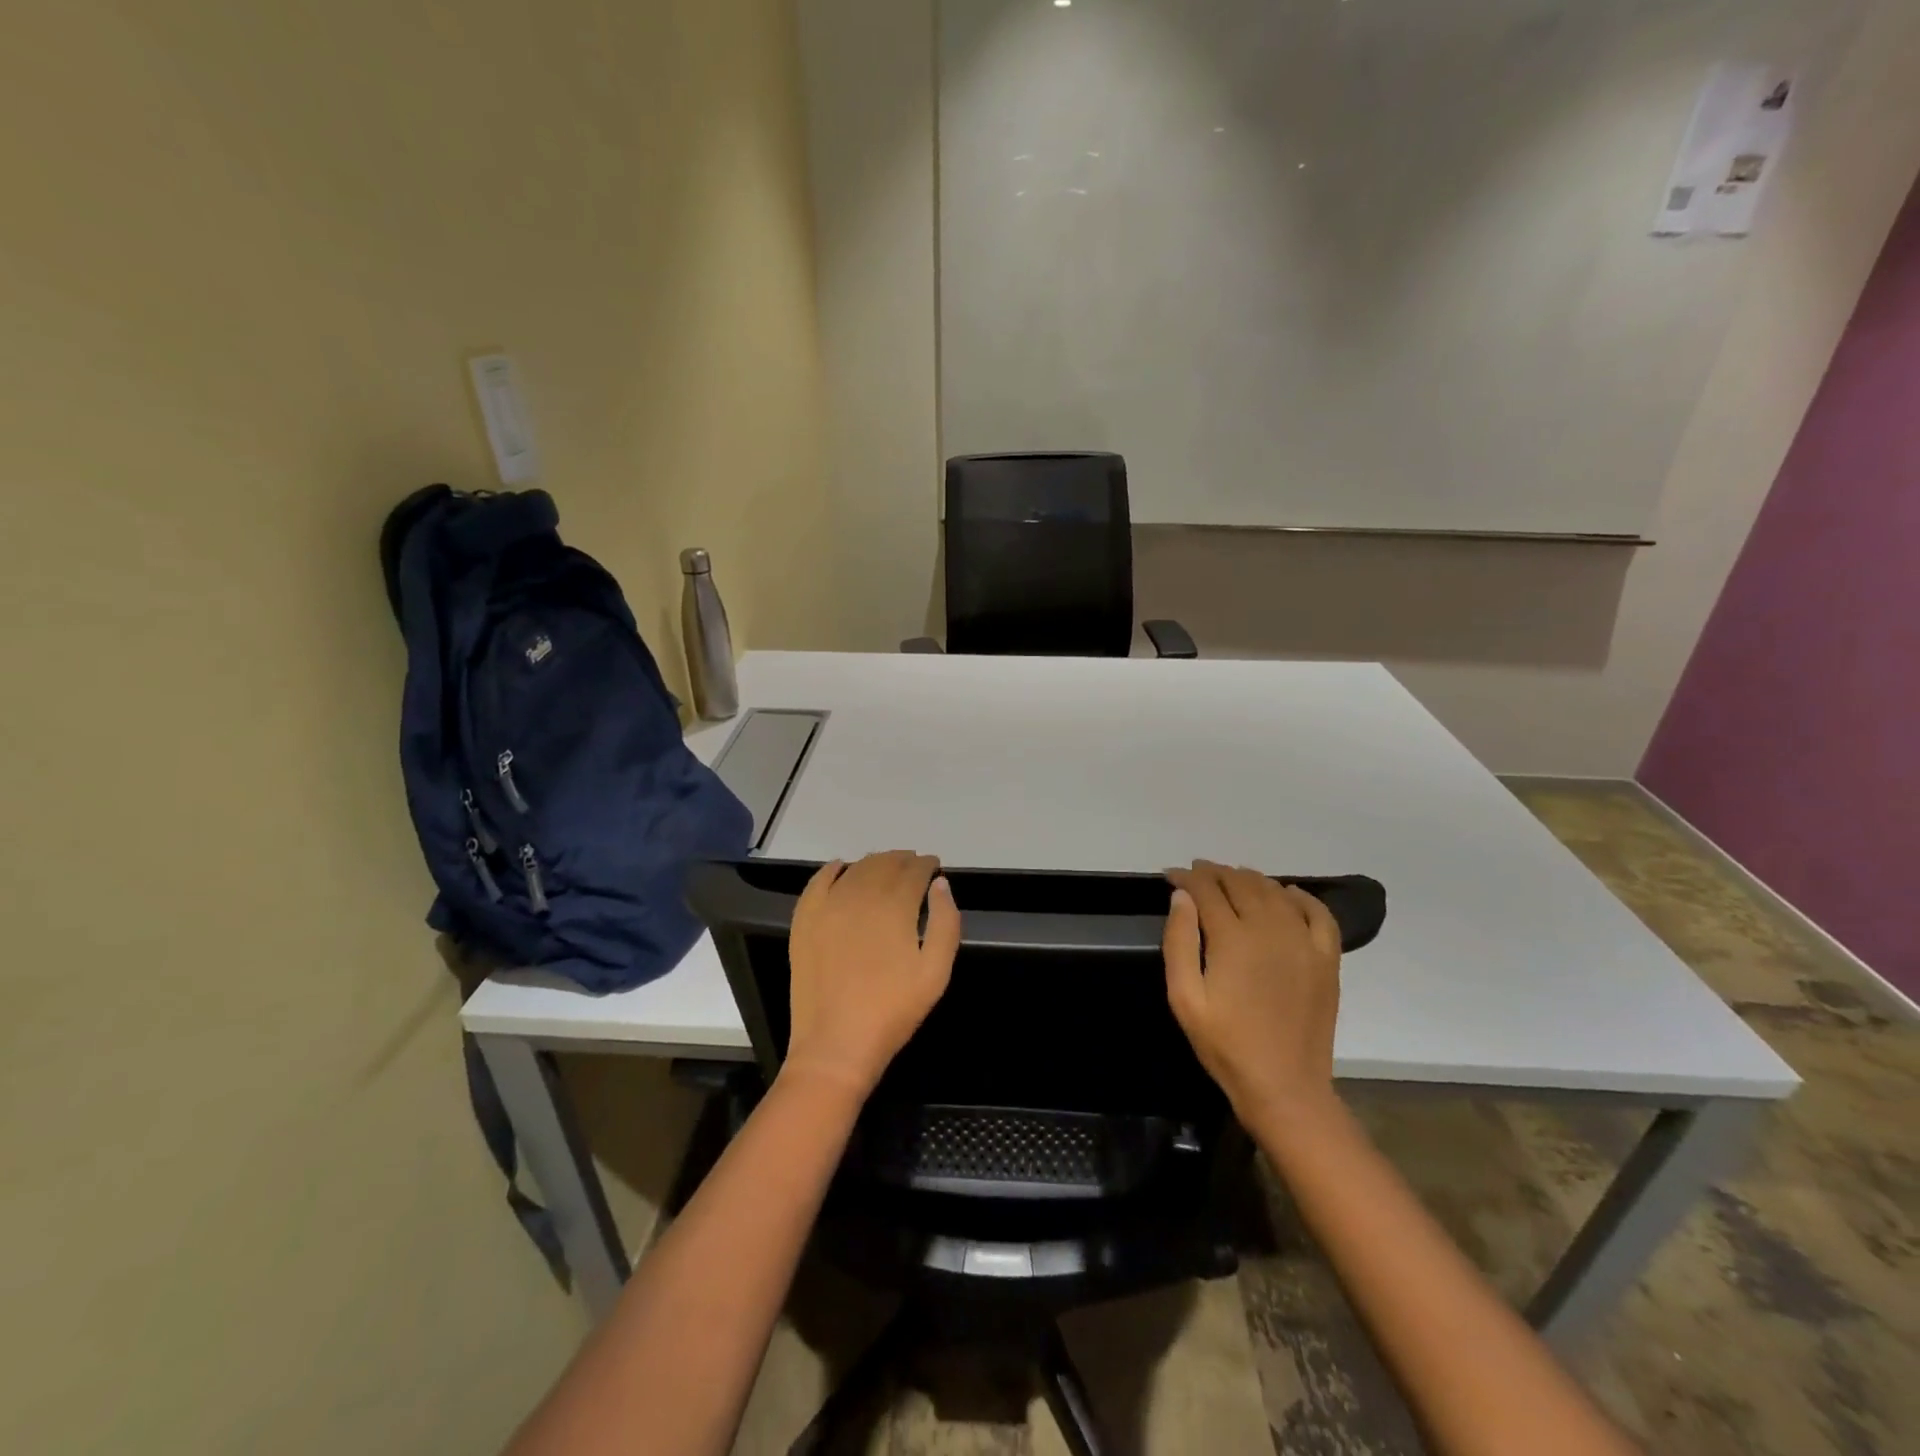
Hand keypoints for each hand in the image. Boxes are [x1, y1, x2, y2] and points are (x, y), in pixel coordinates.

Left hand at [783, 852, 960, 1098]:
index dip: (926, 865)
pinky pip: (817, 882)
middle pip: (884, 864)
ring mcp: (827, 906)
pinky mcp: (804, 921)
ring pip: (855, 869)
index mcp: (895, 906)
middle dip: (903, 861)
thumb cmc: (893, 1010)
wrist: (836, 1045)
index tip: (934, 866)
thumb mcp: (936, 972)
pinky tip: (841, 867)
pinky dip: (832, 869)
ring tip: (886, 867)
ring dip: (874, 863)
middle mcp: (860, 896)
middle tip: (914, 865)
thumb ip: (945, 922)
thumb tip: (940, 884)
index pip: (914, 871)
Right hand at [1164, 860, 1342, 1123]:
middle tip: (1197, 873)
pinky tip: (1286, 893)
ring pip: (1275, 891)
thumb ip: (1179, 941)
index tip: (1171, 875)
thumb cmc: (1225, 1044)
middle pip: (1240, 883)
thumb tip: (1181, 897)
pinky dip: (1300, 896)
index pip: (1206, 890)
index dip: (1186, 878)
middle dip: (1215, 873)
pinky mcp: (1326, 959)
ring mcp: (1303, 942)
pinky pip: (1318, 913)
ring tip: (1231, 879)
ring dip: (1250, 879)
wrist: (1284, 1086)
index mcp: (1232, 937)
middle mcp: (1270, 928)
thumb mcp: (1184, 998)